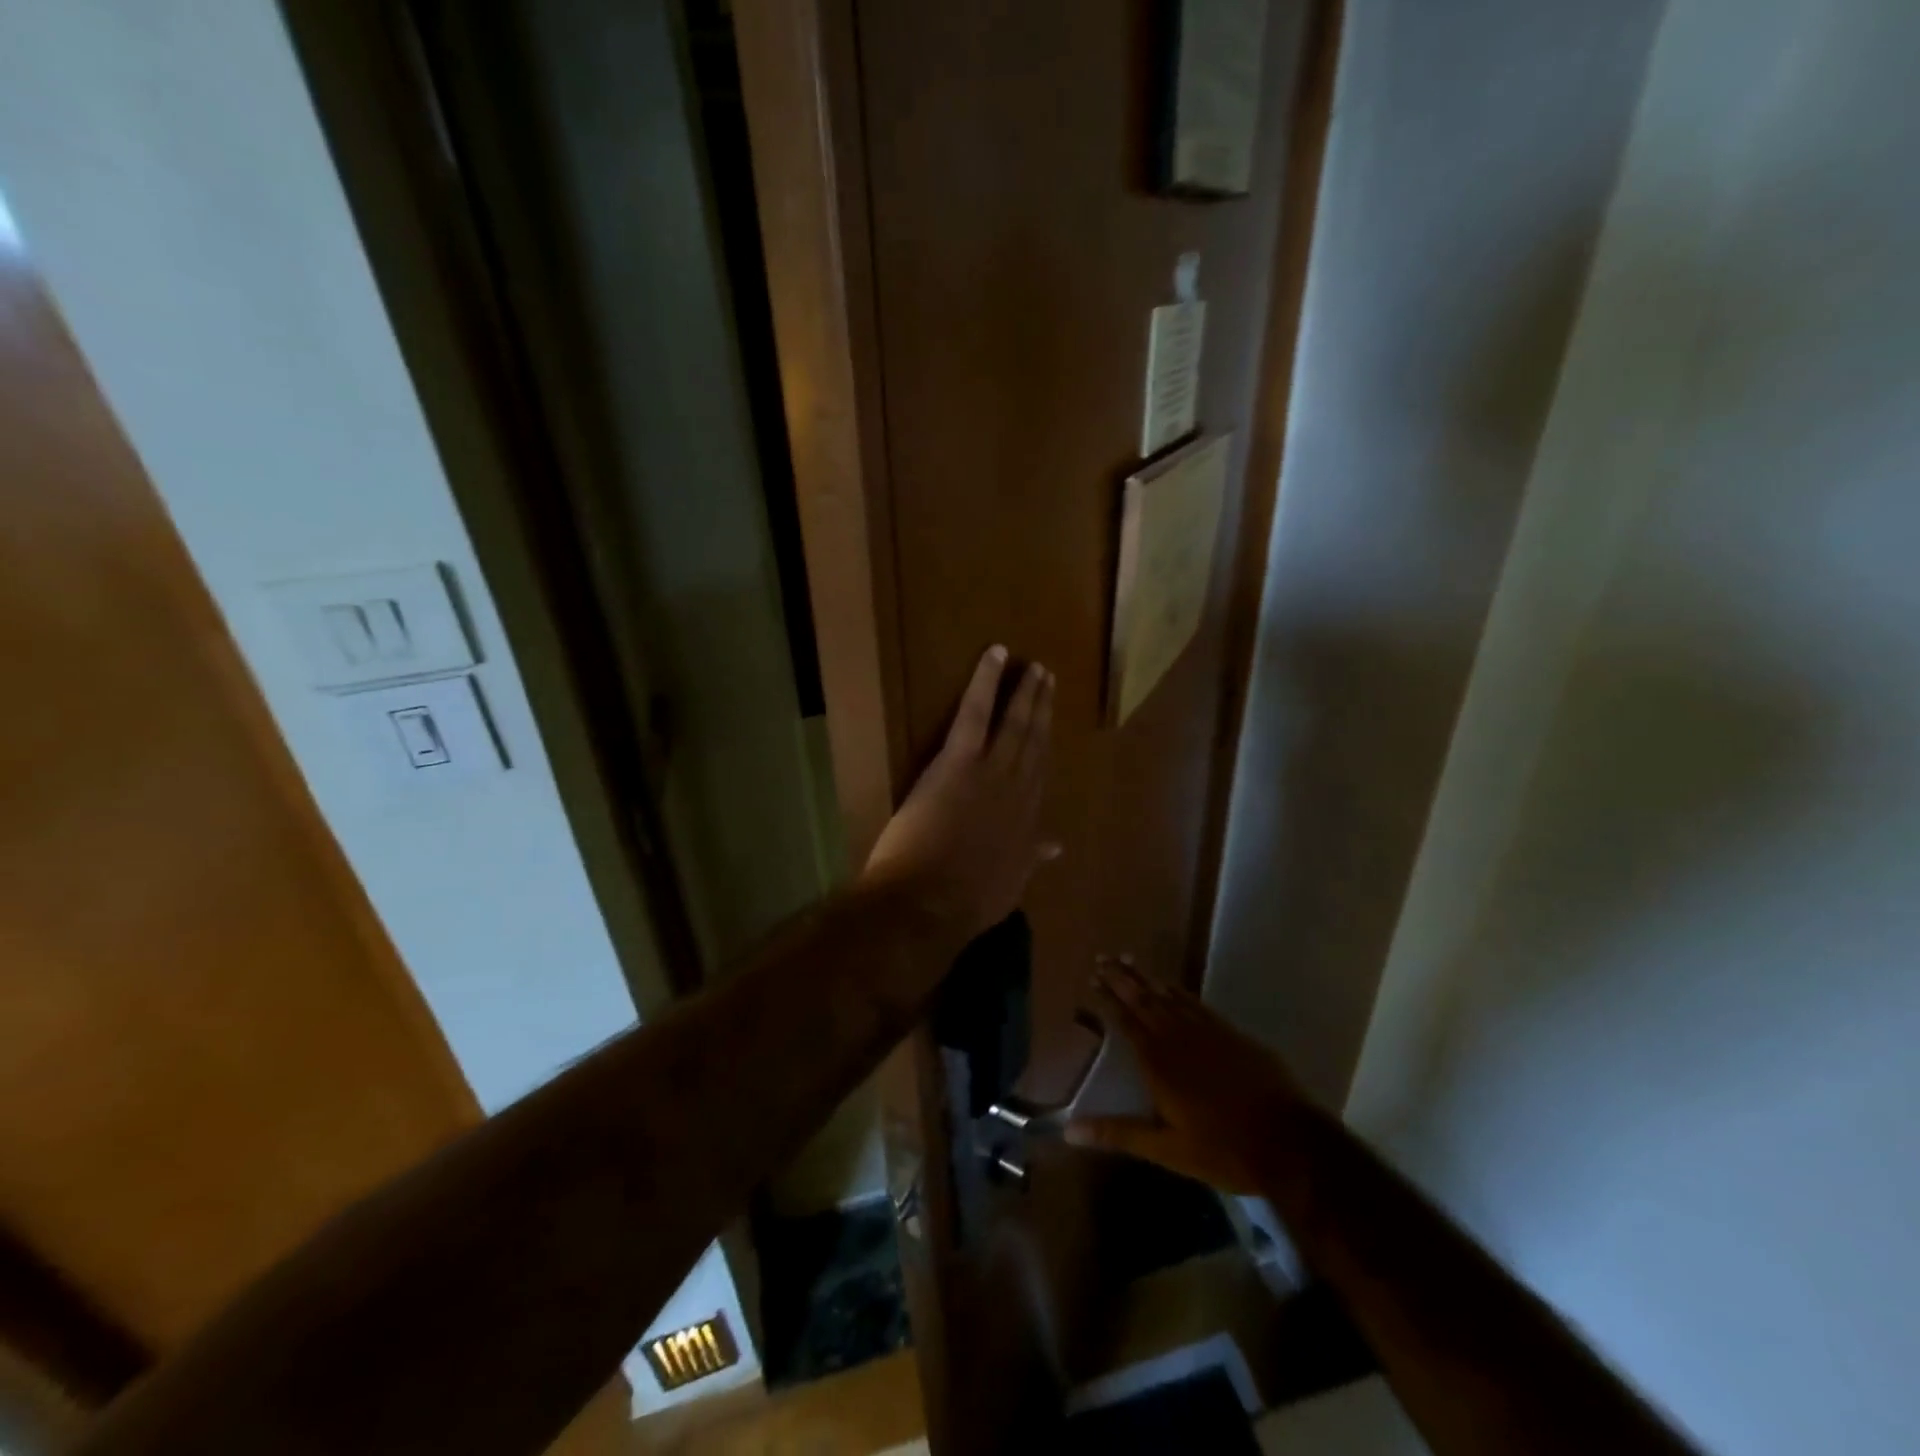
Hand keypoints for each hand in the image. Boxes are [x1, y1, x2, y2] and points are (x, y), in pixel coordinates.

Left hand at [862, 646, 1058, 941]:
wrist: (927, 906)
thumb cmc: (964, 903)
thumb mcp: (1010, 885)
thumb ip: (1032, 858)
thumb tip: (1057, 845)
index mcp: (1026, 822)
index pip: (1039, 773)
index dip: (1045, 744)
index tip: (1049, 724)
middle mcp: (1018, 791)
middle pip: (1034, 742)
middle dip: (1042, 709)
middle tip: (1048, 679)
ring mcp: (990, 772)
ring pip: (1014, 724)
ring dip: (1025, 693)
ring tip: (1034, 668)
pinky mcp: (958, 760)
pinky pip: (976, 711)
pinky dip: (986, 681)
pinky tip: (995, 654)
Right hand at [1066, 958, 1307, 1194]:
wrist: (1289, 1141)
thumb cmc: (1223, 1149)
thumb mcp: (1166, 1149)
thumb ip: (1118, 1134)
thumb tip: (1069, 1131)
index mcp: (1158, 1062)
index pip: (1126, 1021)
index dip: (1108, 999)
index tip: (1092, 978)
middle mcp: (1178, 1037)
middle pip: (1144, 1000)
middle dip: (1122, 978)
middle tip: (1103, 957)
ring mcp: (1208, 1031)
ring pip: (1169, 996)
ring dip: (1146, 977)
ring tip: (1129, 959)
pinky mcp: (1232, 1034)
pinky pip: (1196, 1003)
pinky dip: (1178, 990)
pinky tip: (1172, 985)